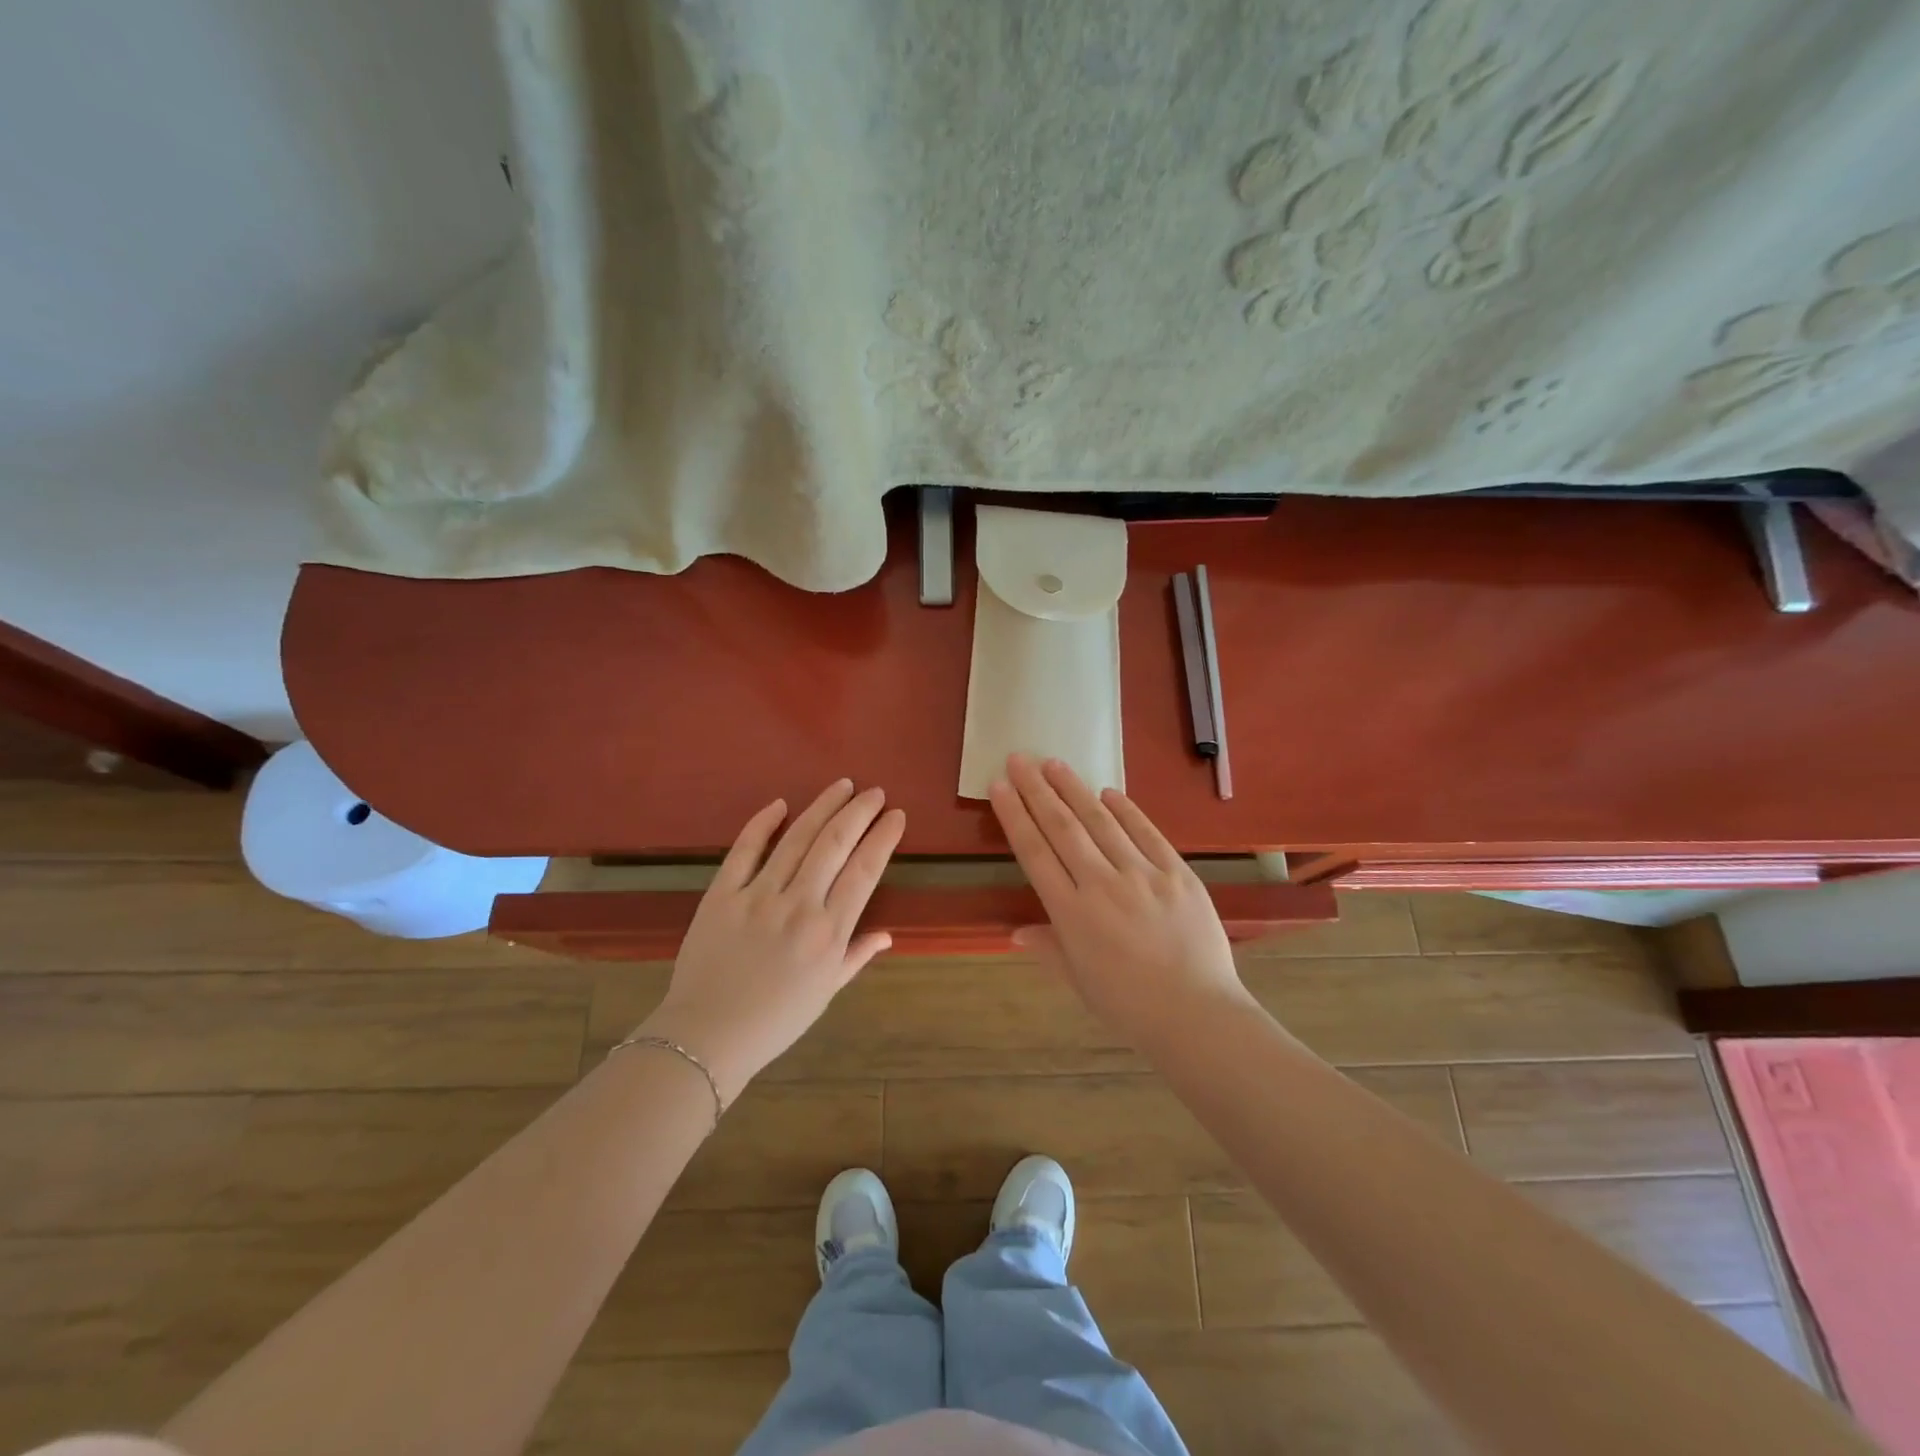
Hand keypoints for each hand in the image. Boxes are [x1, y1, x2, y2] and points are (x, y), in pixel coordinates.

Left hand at [642, 780, 904, 1100]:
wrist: (707, 1037)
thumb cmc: (775, 1020)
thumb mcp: (825, 993)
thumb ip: (855, 956)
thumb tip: (886, 935)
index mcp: (828, 933)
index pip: (864, 871)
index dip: (883, 838)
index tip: (896, 815)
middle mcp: (798, 906)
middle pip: (834, 844)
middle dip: (859, 812)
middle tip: (874, 792)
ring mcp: (758, 897)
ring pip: (796, 839)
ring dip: (822, 807)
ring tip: (842, 785)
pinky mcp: (722, 895)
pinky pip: (744, 851)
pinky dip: (762, 824)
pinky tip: (780, 804)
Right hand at [988, 754, 1250, 1048]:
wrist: (1196, 1015)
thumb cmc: (1129, 1006)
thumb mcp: (1079, 981)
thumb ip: (1048, 948)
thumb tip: (1015, 932)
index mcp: (1071, 913)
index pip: (1034, 852)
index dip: (1014, 816)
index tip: (1000, 786)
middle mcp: (1101, 885)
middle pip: (1062, 827)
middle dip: (1036, 790)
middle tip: (1019, 759)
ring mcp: (1142, 875)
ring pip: (1100, 822)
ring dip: (1074, 790)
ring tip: (1054, 764)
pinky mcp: (1177, 873)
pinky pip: (1147, 833)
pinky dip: (1126, 810)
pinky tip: (1108, 792)